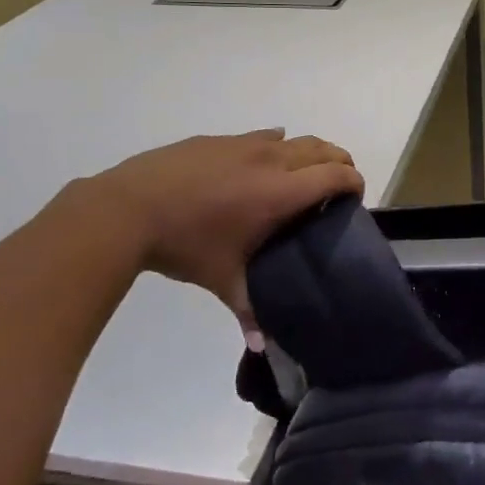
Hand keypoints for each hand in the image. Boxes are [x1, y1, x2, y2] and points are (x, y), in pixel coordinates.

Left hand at [88, 129, 363, 343]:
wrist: (129, 207)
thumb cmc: (186, 245)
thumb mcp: (222, 280)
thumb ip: (248, 311)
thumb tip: (261, 347)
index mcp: (282, 192)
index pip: (336, 175)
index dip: (354, 183)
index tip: (355, 199)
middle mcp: (272, 160)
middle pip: (324, 149)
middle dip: (340, 163)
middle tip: (336, 187)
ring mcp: (244, 145)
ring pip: (294, 139)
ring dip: (310, 153)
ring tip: (303, 176)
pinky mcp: (220, 139)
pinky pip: (262, 136)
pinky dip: (276, 146)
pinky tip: (261, 164)